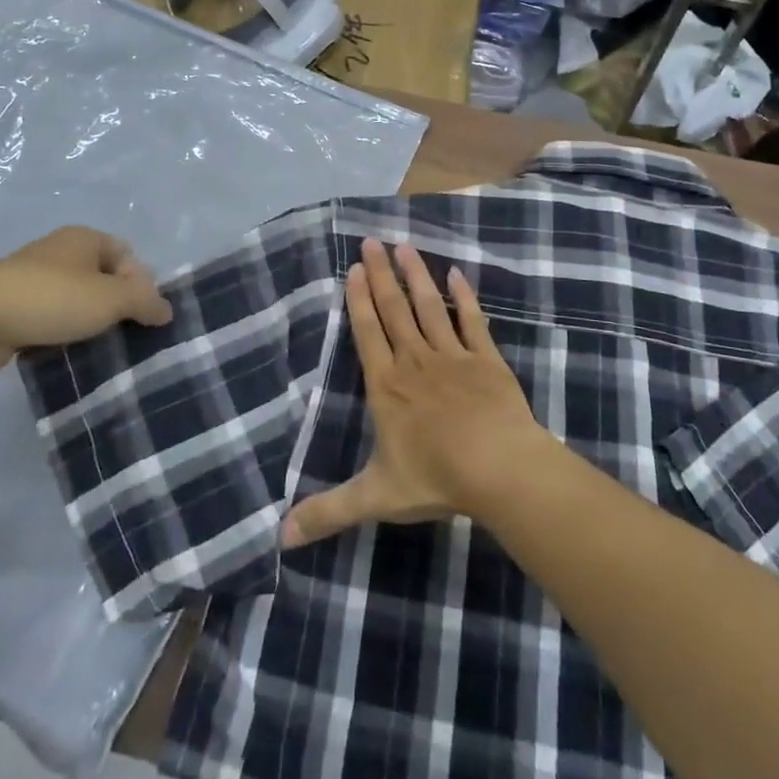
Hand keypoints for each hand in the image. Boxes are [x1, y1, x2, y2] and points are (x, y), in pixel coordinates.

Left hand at [0, 226, 173, 379]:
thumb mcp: (111, 299)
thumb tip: (166, 310)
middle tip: (124, 333)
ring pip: (73, 298)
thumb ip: (145, 302)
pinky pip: (46, 317)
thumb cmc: (51, 298)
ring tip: (96, 347)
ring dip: (85, 321)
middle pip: (101, 276)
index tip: (143, 315)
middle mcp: (58, 250)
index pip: (127, 254)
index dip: (141, 282)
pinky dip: (57, 332)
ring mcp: (29, 277)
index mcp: (84, 238)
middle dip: (115, 304)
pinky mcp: (8, 305)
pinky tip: (62, 353)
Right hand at [281, 239, 545, 547]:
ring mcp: (453, 356)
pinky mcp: (486, 358)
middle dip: (381, 275)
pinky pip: (472, 320)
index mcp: (387, 386)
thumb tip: (279, 538)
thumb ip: (329, 511)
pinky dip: (464, 297)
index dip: (359, 299)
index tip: (355, 268)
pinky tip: (457, 273)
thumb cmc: (435, 478)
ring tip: (405, 246)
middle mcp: (415, 361)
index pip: (367, 333)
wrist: (499, 469)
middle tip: (372, 240)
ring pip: (429, 306)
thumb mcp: (375, 497)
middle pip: (394, 310)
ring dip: (416, 275)